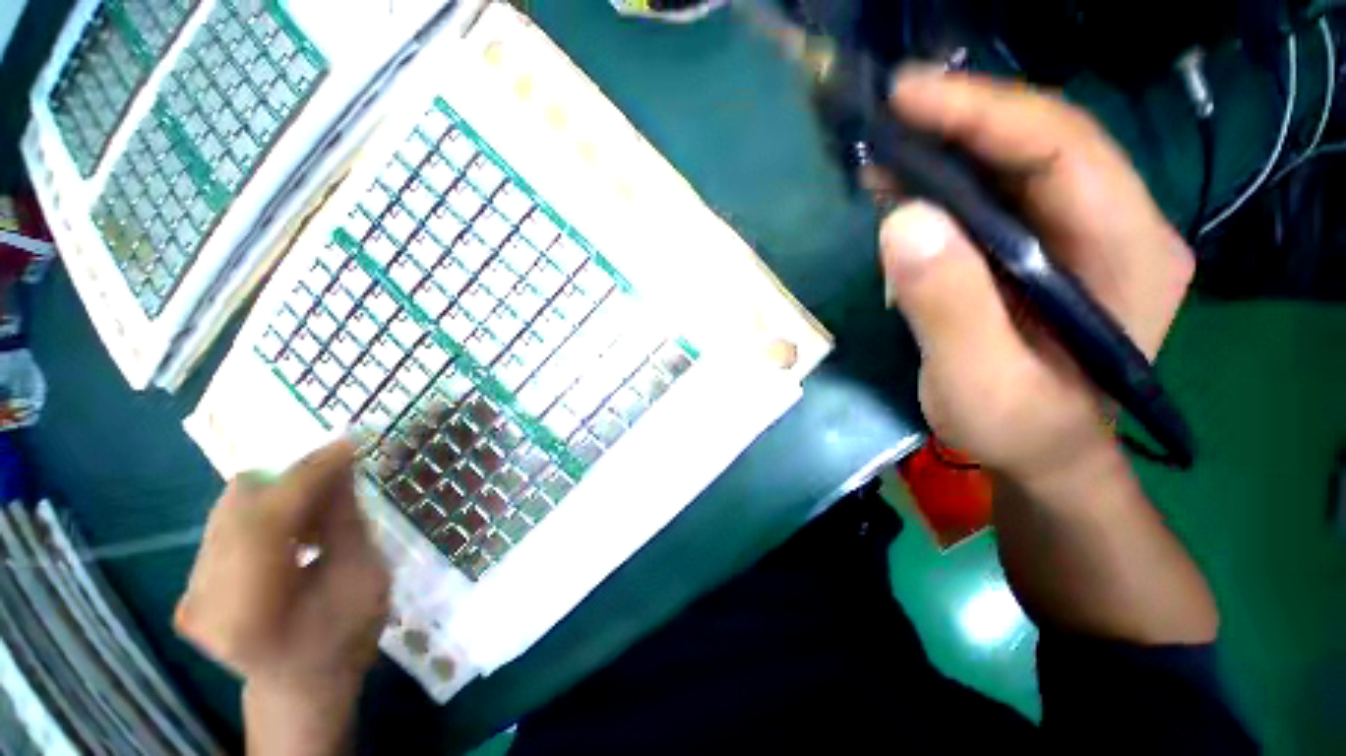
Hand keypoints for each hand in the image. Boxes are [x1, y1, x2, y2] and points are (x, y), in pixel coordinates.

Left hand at [175, 440, 390, 754]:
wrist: (300, 686)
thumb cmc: (344, 639)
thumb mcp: (365, 579)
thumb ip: (345, 522)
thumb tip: (340, 465)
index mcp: (249, 611)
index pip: (267, 521)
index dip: (307, 476)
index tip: (347, 444)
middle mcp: (203, 598)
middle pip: (239, 505)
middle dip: (293, 479)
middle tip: (339, 477)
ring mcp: (190, 590)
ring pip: (231, 508)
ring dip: (281, 493)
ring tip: (320, 509)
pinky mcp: (189, 582)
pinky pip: (228, 522)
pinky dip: (267, 510)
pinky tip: (296, 528)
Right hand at [878, 68, 1194, 484]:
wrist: (1042, 455)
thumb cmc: (1020, 429)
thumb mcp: (979, 382)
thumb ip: (947, 306)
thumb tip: (901, 220)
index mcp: (1128, 252)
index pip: (1063, 147)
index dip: (983, 111)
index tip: (906, 97)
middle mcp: (1117, 226)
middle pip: (1040, 142)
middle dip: (959, 122)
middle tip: (885, 118)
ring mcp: (1081, 235)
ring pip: (1015, 164)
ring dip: (946, 150)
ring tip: (882, 153)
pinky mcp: (1045, 250)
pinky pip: (996, 197)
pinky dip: (945, 185)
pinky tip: (902, 191)